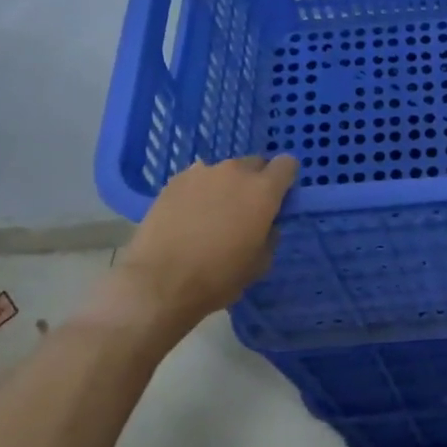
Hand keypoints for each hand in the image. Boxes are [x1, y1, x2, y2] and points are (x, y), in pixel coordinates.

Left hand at [112, 154, 298, 329]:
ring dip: (225, 185)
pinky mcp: (174, 181)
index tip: (279, 198)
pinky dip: (199, 191)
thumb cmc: (218, 277)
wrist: (159, 283)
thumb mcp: (260, 263)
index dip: (285, 179)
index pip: (287, 164)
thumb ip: (270, 234)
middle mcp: (235, 172)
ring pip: (224, 171)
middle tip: (245, 209)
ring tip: (212, 213)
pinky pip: (197, 179)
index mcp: (263, 190)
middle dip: (255, 181)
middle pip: (255, 163)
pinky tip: (189, 215)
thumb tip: (266, 224)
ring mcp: (201, 172)